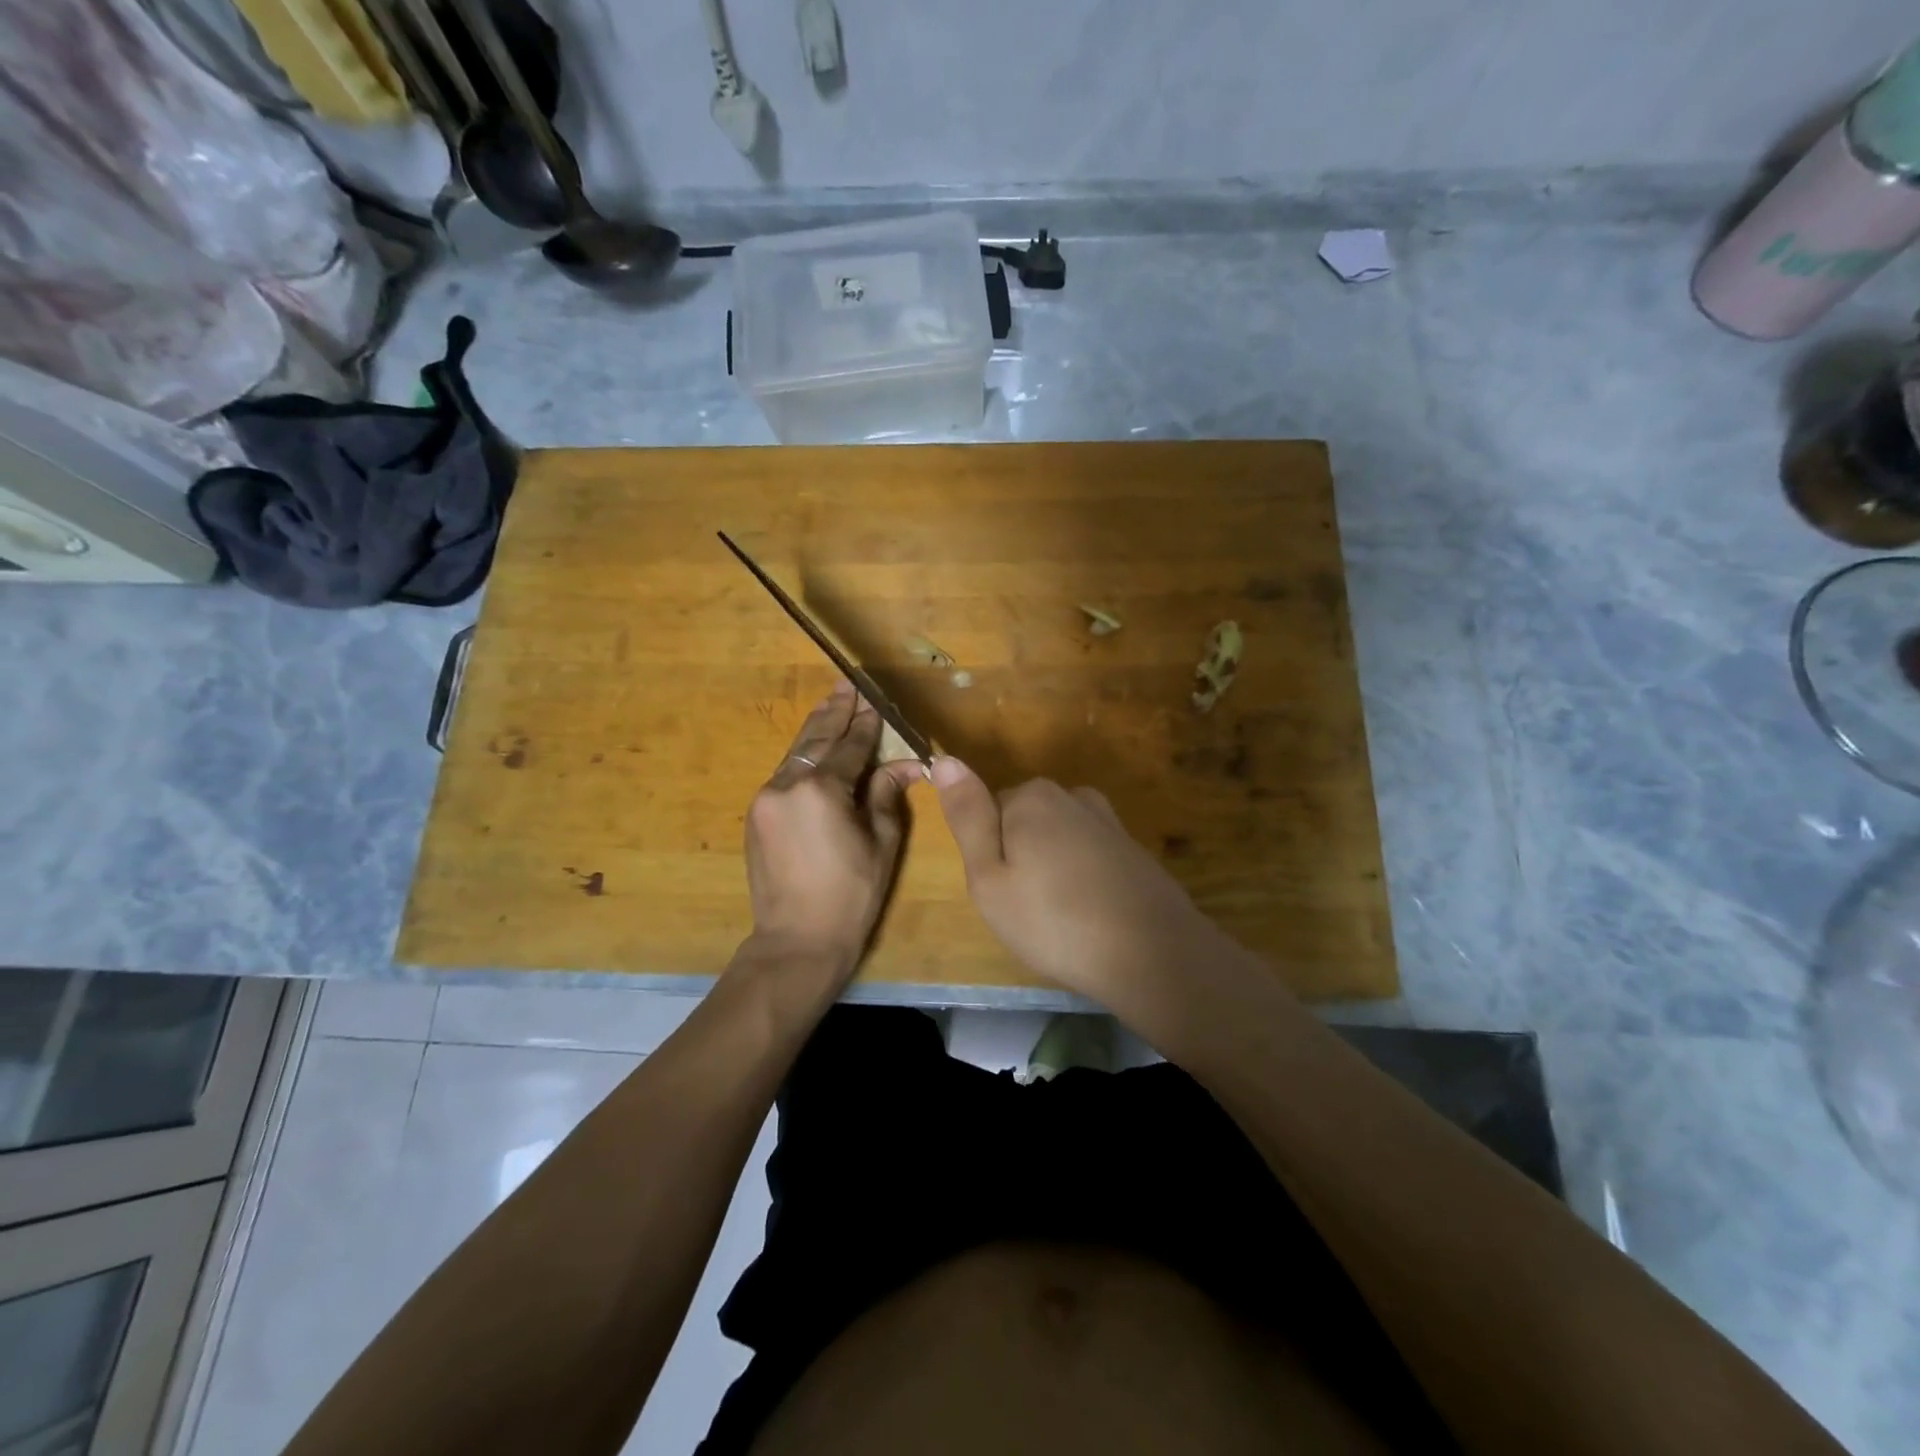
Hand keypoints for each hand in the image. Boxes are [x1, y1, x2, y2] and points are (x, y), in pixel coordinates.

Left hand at [742, 681, 924, 979]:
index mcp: (822, 790)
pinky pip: (784, 775)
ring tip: (832, 703)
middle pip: (816, 738)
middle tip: (847, 684)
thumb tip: (904, 766)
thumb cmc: (850, 895)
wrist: (796, 941)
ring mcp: (766, 798)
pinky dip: (803, 757)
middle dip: (835, 711)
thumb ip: (886, 795)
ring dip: (816, 729)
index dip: (866, 724)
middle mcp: (787, 784)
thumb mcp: (881, 844)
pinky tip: (815, 748)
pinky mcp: (757, 815)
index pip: (850, 746)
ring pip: (796, 754)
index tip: (875, 700)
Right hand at [930, 758, 1249, 1015]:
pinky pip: (1088, 855)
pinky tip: (1091, 913)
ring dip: (1052, 868)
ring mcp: (1107, 820)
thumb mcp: (989, 877)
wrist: (1153, 954)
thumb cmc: (1054, 920)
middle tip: (1027, 909)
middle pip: (1024, 821)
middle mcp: (1071, 795)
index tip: (1003, 892)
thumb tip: (943, 759)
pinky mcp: (1132, 847)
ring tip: (1060, 916)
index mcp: (1031, 797)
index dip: (989, 856)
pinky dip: (1083, 878)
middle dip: (1020, 858)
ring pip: (1056, 839)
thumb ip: (968, 816)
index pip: (988, 812)